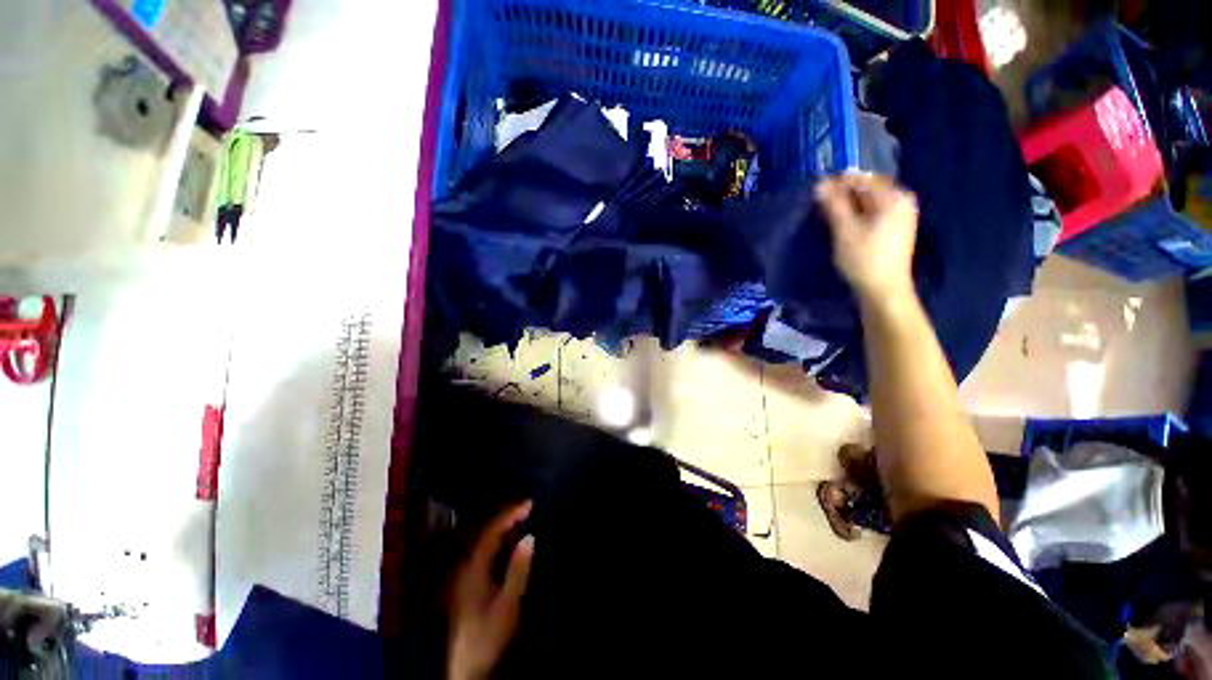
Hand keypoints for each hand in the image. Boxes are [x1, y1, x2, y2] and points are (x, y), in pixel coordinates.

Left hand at [448, 502, 535, 679]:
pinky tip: (510, 542)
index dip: (510, 515)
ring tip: (522, 518)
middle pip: (486, 533)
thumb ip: (518, 570)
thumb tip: (530, 537)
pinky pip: (486, 552)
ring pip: (485, 542)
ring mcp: (467, 575)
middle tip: (528, 507)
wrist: (468, 667)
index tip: (529, 504)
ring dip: (503, 528)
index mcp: (474, 568)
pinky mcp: (471, 583)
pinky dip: (500, 541)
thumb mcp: (508, 604)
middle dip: (507, 517)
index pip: (492, 532)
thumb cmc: (488, 634)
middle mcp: (467, 567)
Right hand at [816, 173, 918, 299]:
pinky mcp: (895, 229)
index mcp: (893, 197)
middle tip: (819, 204)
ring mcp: (901, 216)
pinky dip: (857, 215)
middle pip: (867, 189)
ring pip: (869, 202)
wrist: (883, 290)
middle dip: (843, 194)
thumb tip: (820, 184)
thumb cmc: (864, 259)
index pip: (862, 179)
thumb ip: (833, 205)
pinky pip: (873, 213)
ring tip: (827, 214)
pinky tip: (843, 224)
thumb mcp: (844, 230)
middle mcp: (901, 201)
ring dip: (848, 205)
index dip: (838, 183)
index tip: (815, 190)